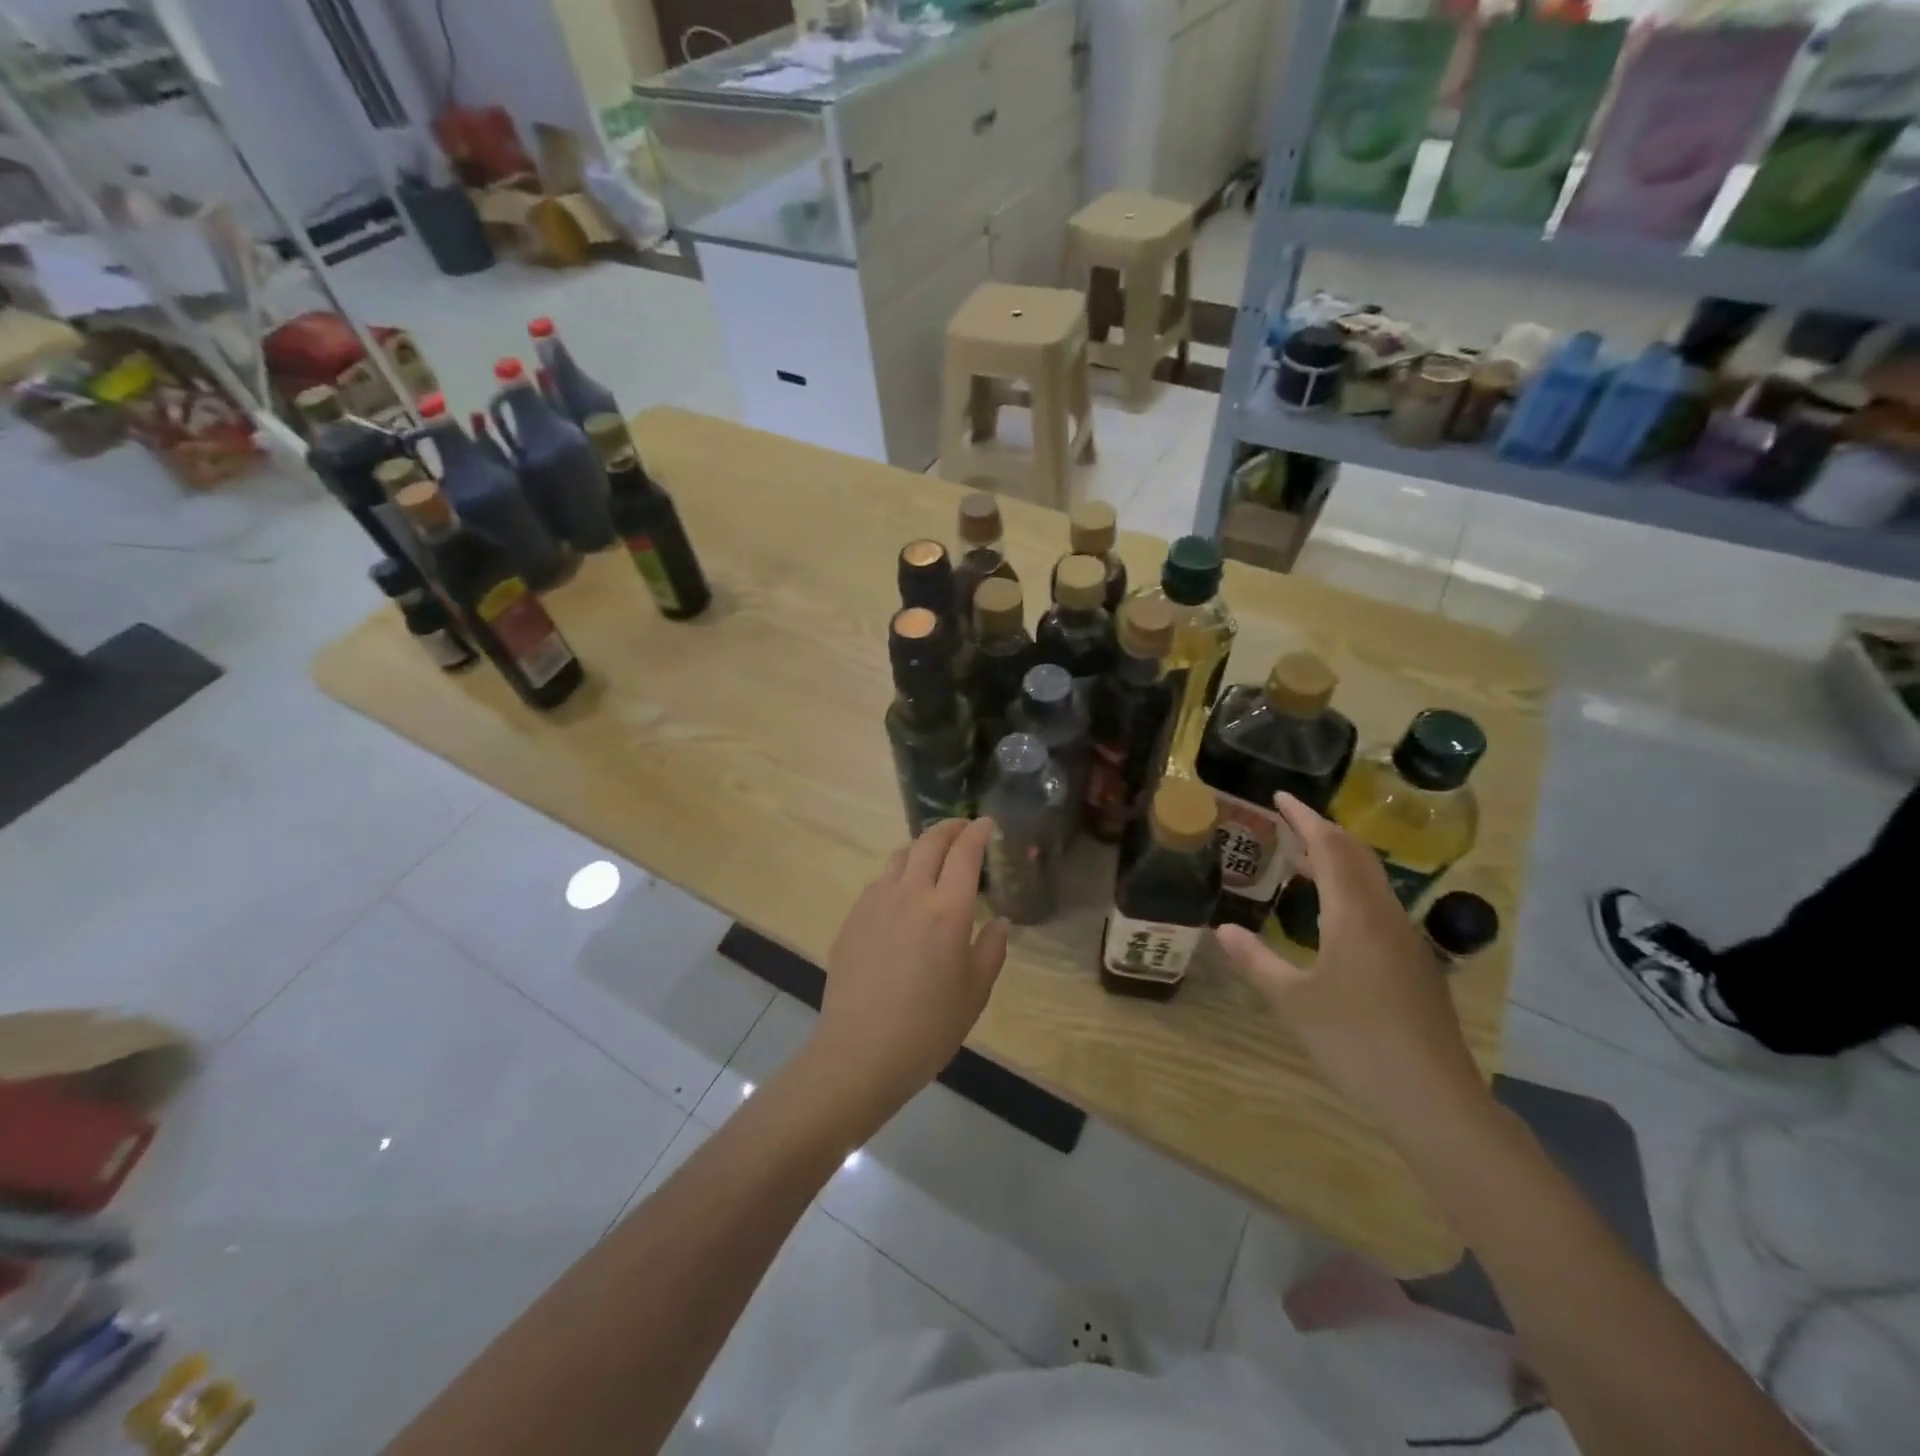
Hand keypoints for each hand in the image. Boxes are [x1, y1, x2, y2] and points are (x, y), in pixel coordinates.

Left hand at [809, 818, 1009, 1121]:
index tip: (986, 823)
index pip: (965, 854)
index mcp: (948, 910)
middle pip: (929, 843)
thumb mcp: (975, 993)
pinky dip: (898, 873)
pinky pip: (879, 882)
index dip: (977, 833)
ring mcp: (876, 903)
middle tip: (962, 827)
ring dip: (921, 847)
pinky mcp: (853, 918)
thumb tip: (998, 923)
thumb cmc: (928, 1027)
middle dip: (949, 828)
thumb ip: (991, 951)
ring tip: (932, 855)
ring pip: (900, 857)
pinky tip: (902, 893)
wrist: (860, 1051)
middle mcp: (911, 894)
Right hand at [1215, 795, 1488, 1139]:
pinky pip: (1378, 908)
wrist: (1436, 1101)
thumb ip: (1255, 961)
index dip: (1304, 818)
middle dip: (1322, 833)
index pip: (1330, 847)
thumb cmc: (1357, 1043)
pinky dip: (1349, 891)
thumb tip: (1222, 929)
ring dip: (1337, 862)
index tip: (1278, 796)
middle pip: (1357, 856)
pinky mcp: (1414, 966)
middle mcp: (1386, 917)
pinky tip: (1330, 917)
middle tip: (1285, 823)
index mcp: (1356, 915)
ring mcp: (1406, 942)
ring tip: (1301, 862)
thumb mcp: (1292, 1002)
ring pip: (1371, 883)